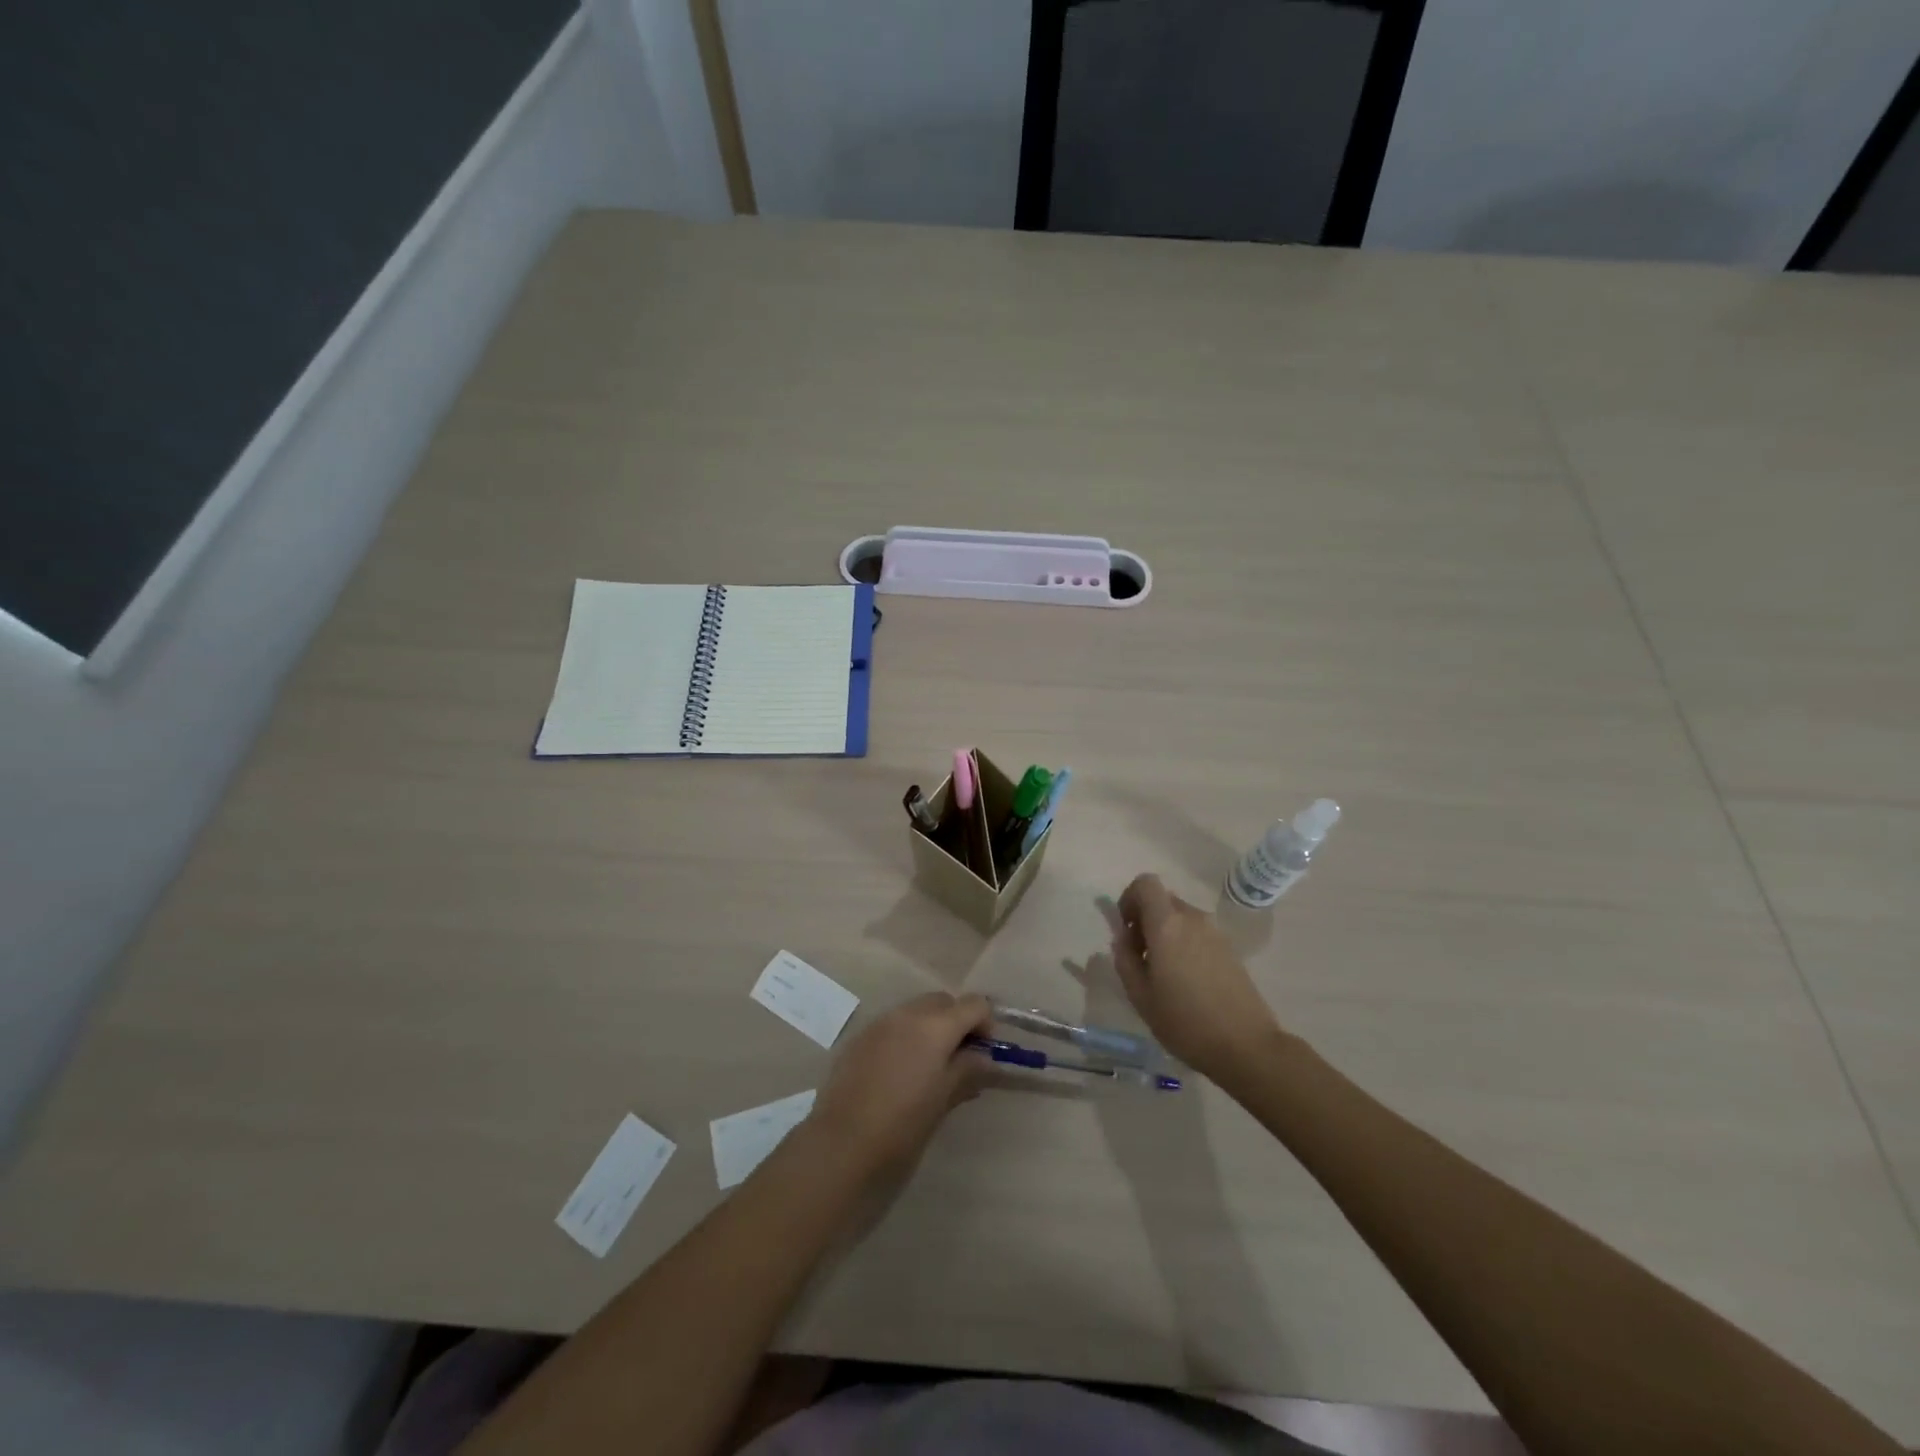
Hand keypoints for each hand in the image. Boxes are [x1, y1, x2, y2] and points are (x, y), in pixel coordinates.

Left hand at [807, 991, 992, 1184]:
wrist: (841, 1146)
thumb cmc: (902, 1126)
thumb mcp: (943, 1100)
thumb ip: (967, 1071)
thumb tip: (984, 1058)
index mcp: (934, 1026)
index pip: (973, 1004)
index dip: (985, 1024)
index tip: (984, 1053)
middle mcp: (907, 1014)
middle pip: (943, 1001)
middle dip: (956, 1022)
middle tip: (959, 1060)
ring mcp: (879, 1023)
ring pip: (915, 1011)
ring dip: (930, 1028)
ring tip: (929, 1068)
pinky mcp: (859, 1039)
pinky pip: (891, 1026)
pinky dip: (904, 1037)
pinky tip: (899, 1073)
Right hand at [1112, 873, 1285, 1078]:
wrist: (1246, 1046)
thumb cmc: (1185, 1022)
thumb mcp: (1140, 995)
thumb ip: (1125, 959)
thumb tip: (1123, 938)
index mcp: (1167, 925)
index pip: (1145, 883)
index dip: (1129, 898)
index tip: (1126, 929)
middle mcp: (1192, 919)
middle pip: (1162, 900)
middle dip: (1145, 919)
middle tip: (1141, 957)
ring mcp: (1215, 932)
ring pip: (1180, 918)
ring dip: (1165, 933)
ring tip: (1163, 973)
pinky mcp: (1229, 948)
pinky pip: (1197, 933)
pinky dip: (1184, 944)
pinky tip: (1186, 981)